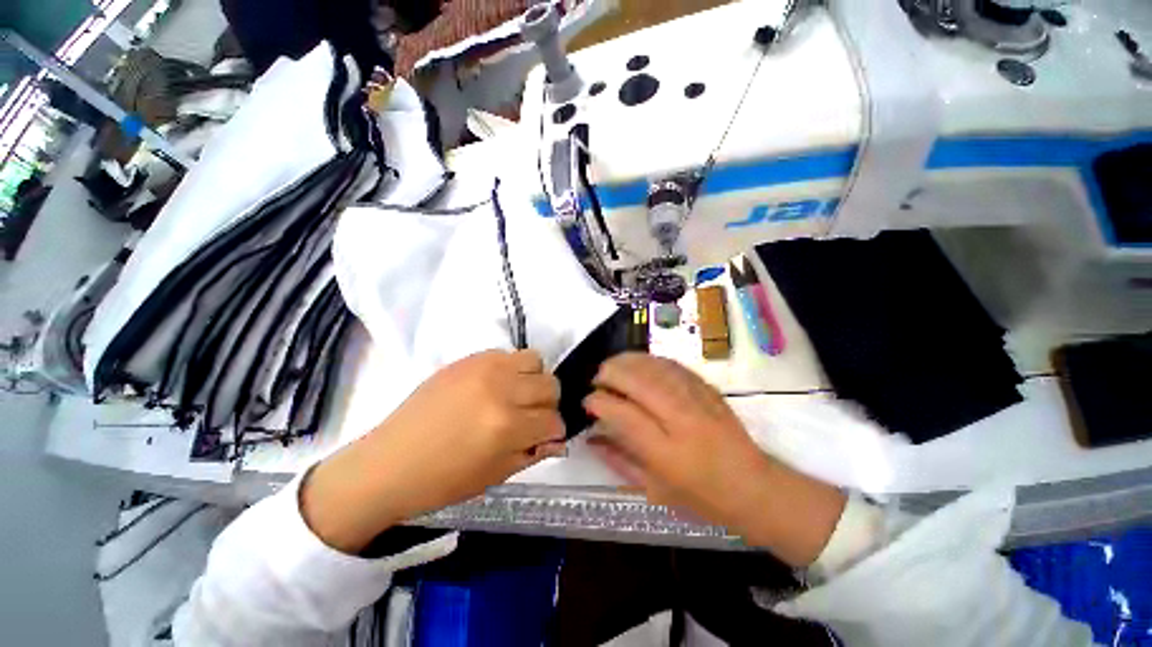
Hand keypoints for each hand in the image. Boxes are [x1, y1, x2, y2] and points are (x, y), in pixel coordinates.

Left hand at [301, 350, 565, 552]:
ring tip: (516, 394)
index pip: (553, 420)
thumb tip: (558, 440)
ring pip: (534, 359)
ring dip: (533, 379)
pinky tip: (495, 385)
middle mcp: (501, 391)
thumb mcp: (496, 475)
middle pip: (550, 384)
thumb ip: (533, 452)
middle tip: (532, 416)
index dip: (554, 431)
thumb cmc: (442, 480)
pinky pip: (507, 353)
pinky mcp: (469, 358)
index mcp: (507, 427)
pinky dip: (510, 369)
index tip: (546, 436)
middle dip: (548, 403)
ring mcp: (484, 369)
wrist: (390, 462)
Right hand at [584, 353, 845, 566]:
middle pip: (635, 379)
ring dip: (626, 361)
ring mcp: (696, 398)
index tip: (588, 401)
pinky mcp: (706, 387)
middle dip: (608, 373)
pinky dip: (648, 360)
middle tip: (597, 380)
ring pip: (652, 365)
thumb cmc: (701, 498)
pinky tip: (638, 365)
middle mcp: (679, 418)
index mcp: (664, 450)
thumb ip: (618, 460)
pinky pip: (670, 364)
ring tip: (612, 368)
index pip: (620, 412)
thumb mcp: (653, 490)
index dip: (597, 401)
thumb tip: (590, 437)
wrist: (754, 486)